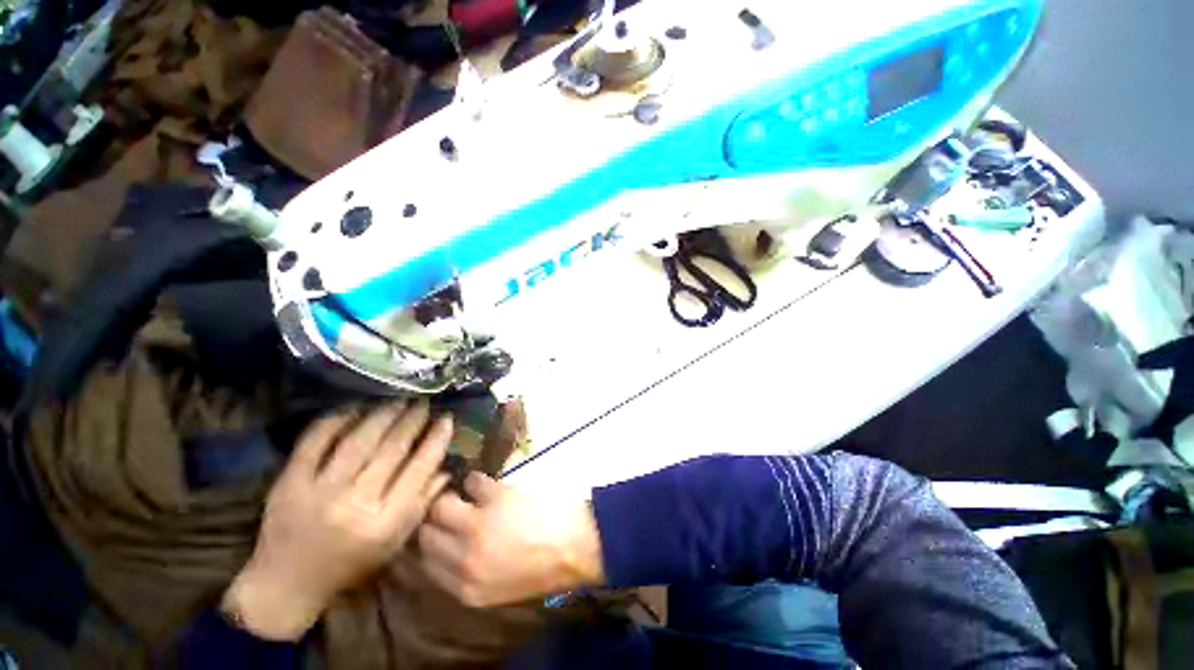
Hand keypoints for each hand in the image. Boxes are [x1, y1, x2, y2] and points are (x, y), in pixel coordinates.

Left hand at [223, 400, 451, 639]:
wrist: (286, 584)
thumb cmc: (350, 564)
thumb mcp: (394, 542)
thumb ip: (422, 503)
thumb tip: (446, 466)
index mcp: (385, 521)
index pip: (420, 469)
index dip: (436, 440)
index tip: (447, 419)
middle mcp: (355, 503)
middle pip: (391, 450)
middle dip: (412, 420)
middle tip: (423, 402)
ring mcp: (319, 491)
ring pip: (358, 441)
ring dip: (382, 415)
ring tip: (398, 400)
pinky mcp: (289, 483)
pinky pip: (314, 443)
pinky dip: (335, 421)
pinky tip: (354, 408)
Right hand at [418, 472, 604, 607]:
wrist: (578, 544)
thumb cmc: (546, 567)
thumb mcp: (502, 587)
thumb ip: (471, 573)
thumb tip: (453, 549)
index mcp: (467, 589)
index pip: (427, 564)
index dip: (430, 543)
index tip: (437, 530)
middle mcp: (465, 561)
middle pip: (426, 534)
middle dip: (435, 520)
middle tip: (449, 508)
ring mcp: (478, 527)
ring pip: (441, 506)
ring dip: (452, 497)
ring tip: (467, 495)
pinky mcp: (495, 498)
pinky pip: (473, 482)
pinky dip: (477, 481)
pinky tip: (486, 485)